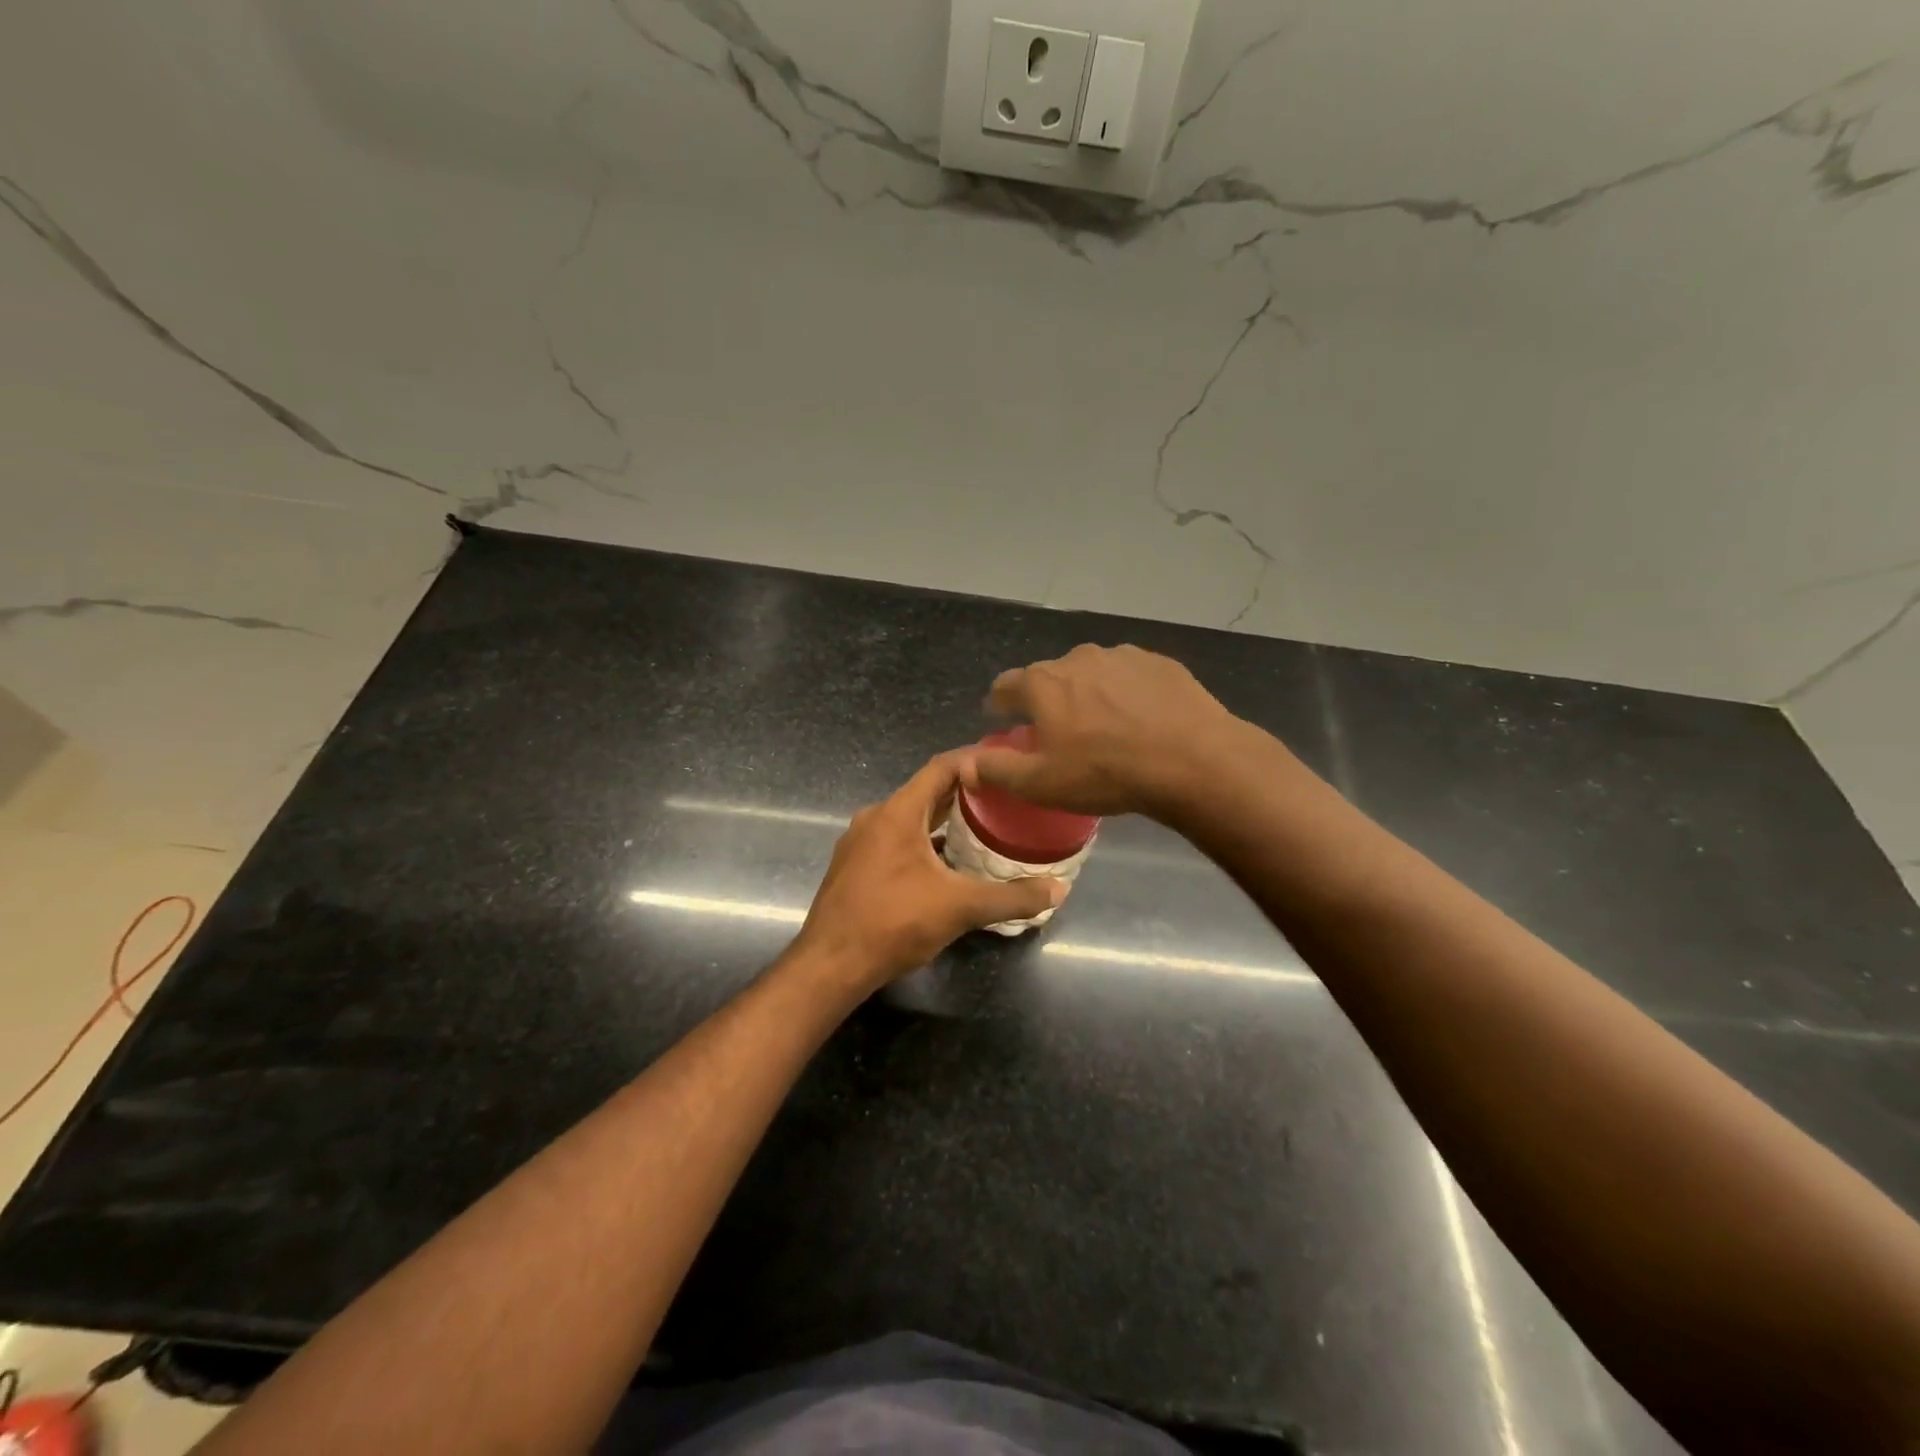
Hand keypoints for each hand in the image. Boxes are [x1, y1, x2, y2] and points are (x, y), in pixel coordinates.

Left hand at [795, 752, 1065, 993]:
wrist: (830, 964)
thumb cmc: (894, 923)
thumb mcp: (960, 908)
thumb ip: (1011, 897)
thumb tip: (1059, 889)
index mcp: (898, 812)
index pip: (941, 767)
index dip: (974, 760)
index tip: (1006, 763)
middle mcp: (875, 817)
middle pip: (926, 792)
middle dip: (965, 792)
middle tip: (1004, 797)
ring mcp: (860, 842)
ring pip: (909, 818)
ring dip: (943, 819)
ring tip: (982, 828)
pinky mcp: (854, 866)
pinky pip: (895, 840)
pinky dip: (924, 842)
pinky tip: (946, 864)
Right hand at [969, 644, 1242, 819]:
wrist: (1192, 760)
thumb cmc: (1105, 773)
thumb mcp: (1040, 783)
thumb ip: (995, 769)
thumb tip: (962, 763)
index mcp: (1042, 683)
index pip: (1005, 686)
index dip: (1000, 705)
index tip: (1003, 720)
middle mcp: (1077, 658)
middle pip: (1049, 677)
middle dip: (1047, 701)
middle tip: (1058, 733)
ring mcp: (1121, 656)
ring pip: (1091, 674)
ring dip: (1088, 694)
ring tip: (1104, 728)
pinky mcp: (1159, 663)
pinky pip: (1129, 677)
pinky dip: (1125, 693)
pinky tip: (1141, 720)